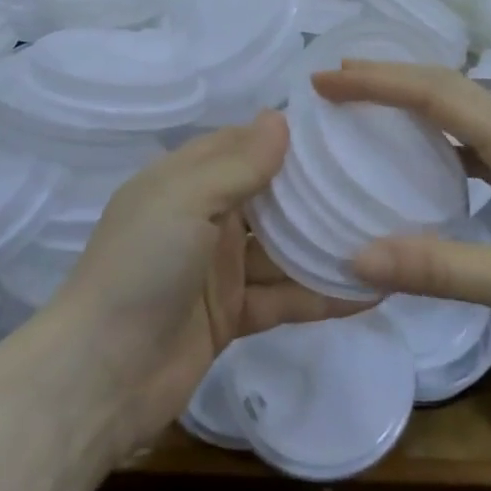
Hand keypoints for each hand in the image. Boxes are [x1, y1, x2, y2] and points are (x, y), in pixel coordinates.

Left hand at [50, 113, 365, 447]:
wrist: (101, 373)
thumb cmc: (141, 266)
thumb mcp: (185, 200)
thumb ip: (237, 164)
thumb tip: (281, 117)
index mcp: (185, 181)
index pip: (242, 145)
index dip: (285, 137)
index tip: (340, 128)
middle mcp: (204, 219)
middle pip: (269, 197)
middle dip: (315, 190)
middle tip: (378, 178)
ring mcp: (219, 270)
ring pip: (283, 249)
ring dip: (325, 244)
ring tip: (388, 231)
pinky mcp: (233, 315)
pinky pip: (285, 298)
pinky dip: (322, 296)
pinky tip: (373, 291)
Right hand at [312, 62, 490, 362]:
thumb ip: (442, 269)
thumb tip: (357, 256)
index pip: (438, 94)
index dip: (378, 81)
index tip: (325, 81)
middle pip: (449, 90)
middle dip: (389, 80)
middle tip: (334, 84)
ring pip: (465, 115)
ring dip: (413, 105)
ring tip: (366, 112)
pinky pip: (479, 147)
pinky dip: (439, 141)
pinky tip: (424, 164)